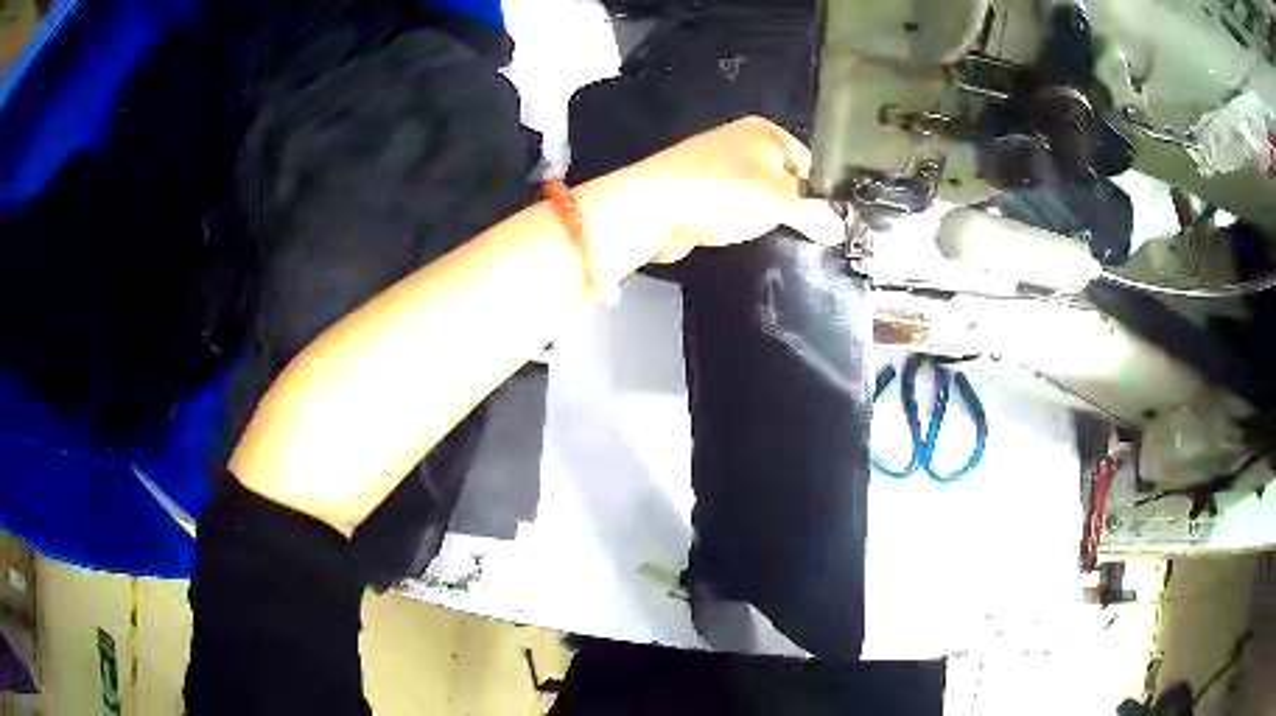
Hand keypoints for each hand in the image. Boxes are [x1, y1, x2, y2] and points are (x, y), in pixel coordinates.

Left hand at [579, 117, 844, 269]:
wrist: (655, 207)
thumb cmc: (725, 191)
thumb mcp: (781, 199)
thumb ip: (814, 213)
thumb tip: (839, 228)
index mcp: (765, 131)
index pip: (810, 161)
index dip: (822, 192)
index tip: (831, 224)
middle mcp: (741, 141)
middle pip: (784, 178)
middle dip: (794, 206)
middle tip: (807, 235)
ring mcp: (716, 166)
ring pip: (757, 195)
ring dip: (764, 217)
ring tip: (772, 236)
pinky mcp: (698, 191)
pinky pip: (732, 208)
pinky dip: (738, 222)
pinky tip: (740, 235)